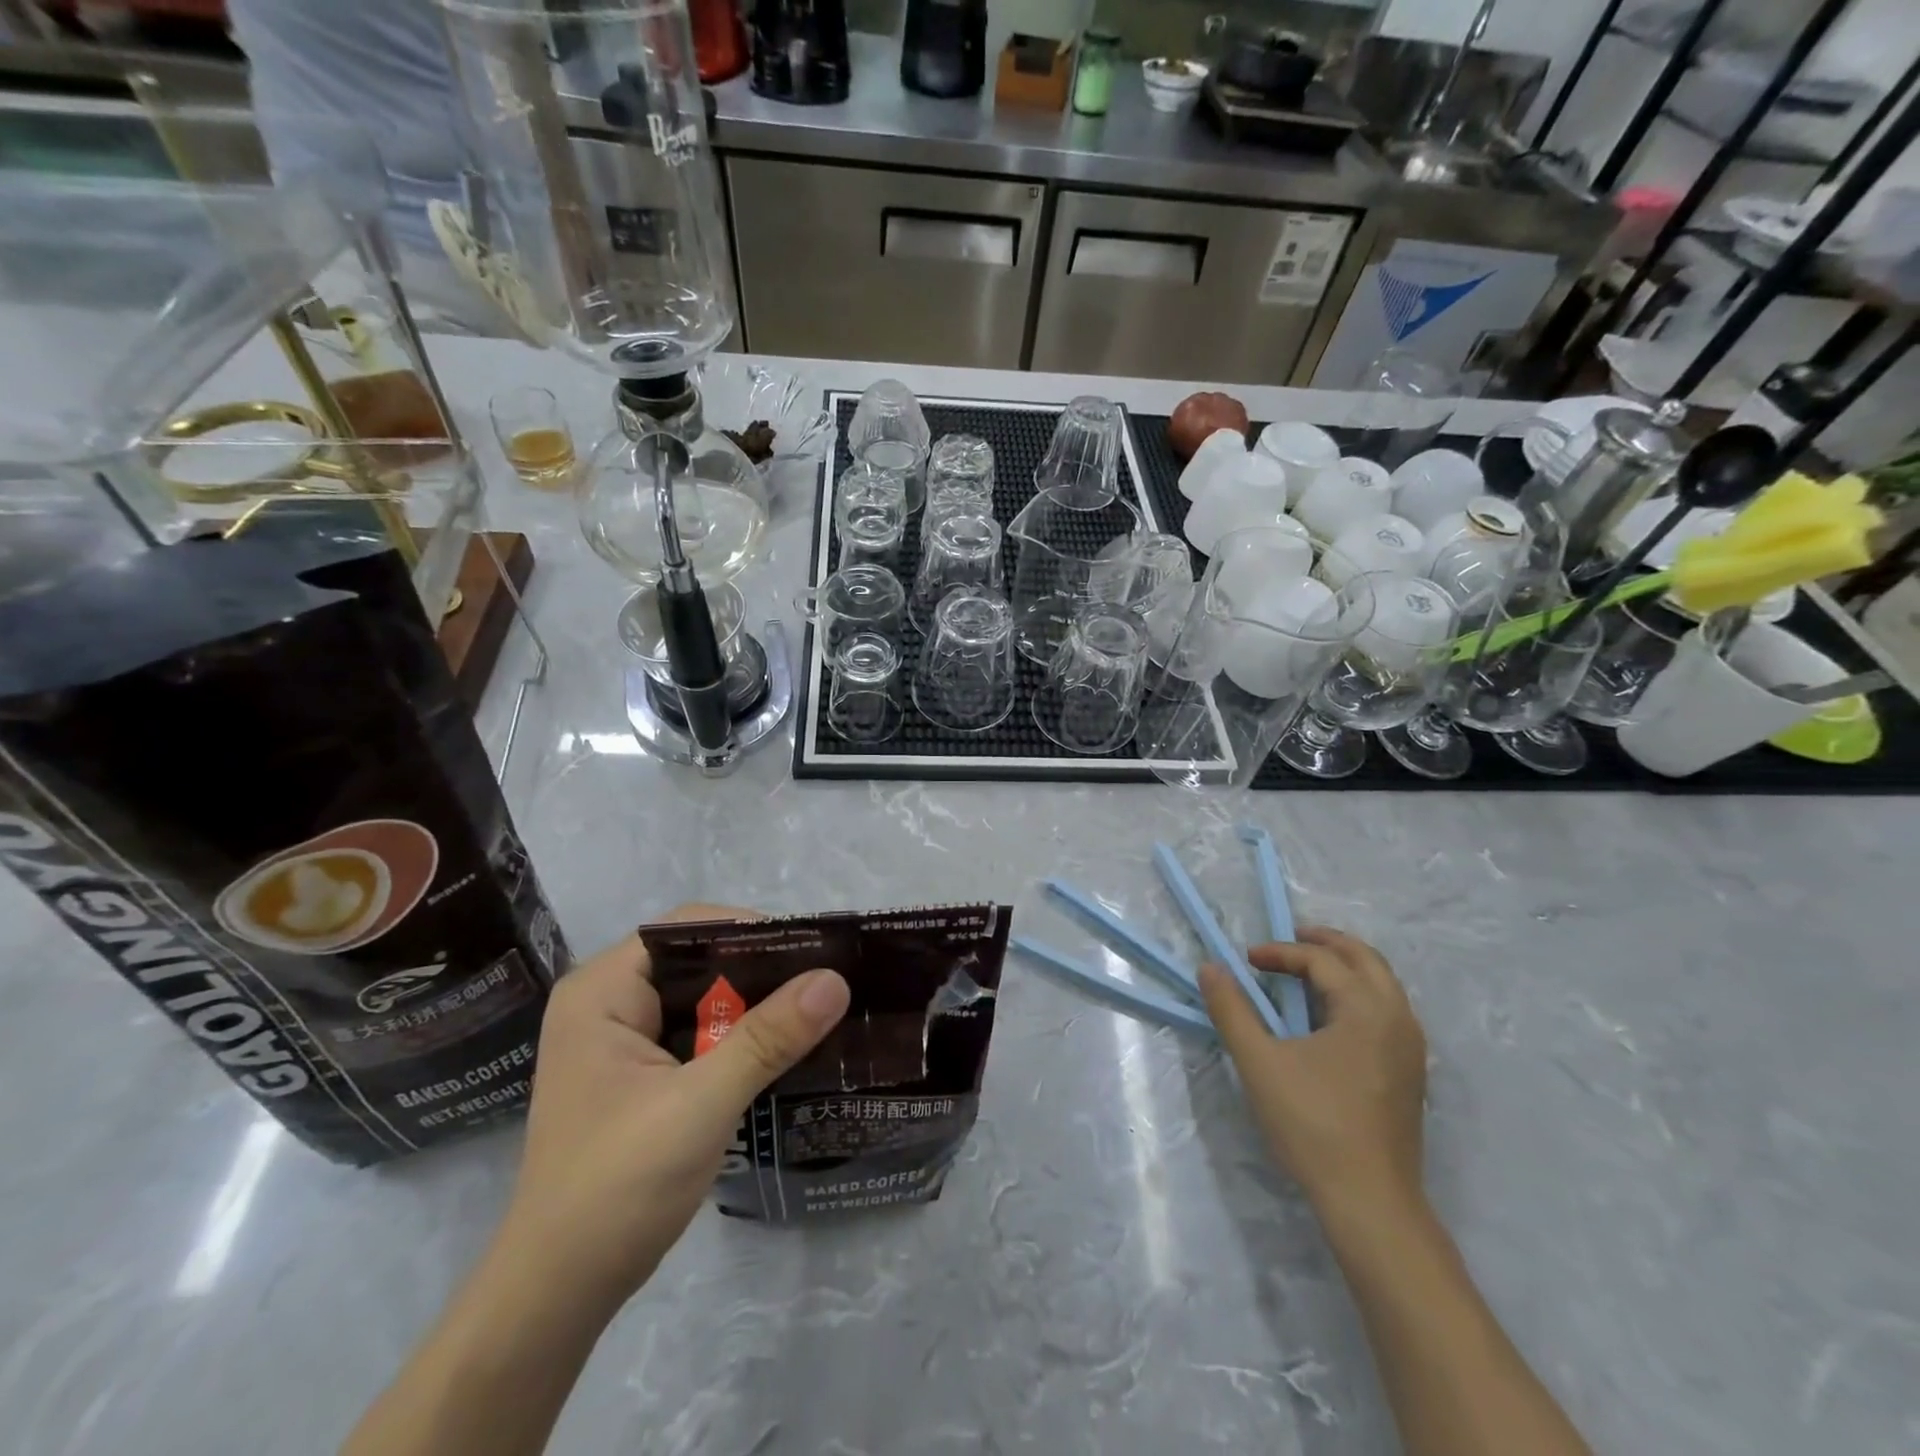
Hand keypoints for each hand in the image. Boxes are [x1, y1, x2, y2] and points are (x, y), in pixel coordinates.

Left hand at [496, 905, 849, 1307]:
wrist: (557, 1295)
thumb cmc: (617, 1186)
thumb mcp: (701, 1104)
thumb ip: (768, 1037)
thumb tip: (835, 979)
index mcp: (602, 990)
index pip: (686, 928)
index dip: (750, 930)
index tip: (811, 952)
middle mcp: (608, 1002)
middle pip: (697, 960)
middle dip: (759, 970)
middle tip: (824, 983)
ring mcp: (621, 1040)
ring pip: (702, 997)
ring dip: (754, 1005)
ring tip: (816, 1009)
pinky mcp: (638, 1074)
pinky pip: (698, 1033)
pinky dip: (739, 1036)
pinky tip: (784, 1048)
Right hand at [1198, 927, 1426, 1217]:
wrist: (1371, 1202)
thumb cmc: (1313, 1125)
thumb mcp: (1259, 1063)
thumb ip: (1232, 1010)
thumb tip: (1210, 968)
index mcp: (1367, 1009)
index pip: (1322, 960)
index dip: (1280, 953)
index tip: (1247, 961)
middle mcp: (1398, 1018)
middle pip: (1366, 959)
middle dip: (1327, 943)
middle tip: (1290, 938)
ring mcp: (1411, 1048)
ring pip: (1382, 984)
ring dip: (1345, 967)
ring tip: (1307, 970)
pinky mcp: (1411, 1073)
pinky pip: (1388, 1010)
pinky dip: (1359, 993)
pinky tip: (1331, 1015)